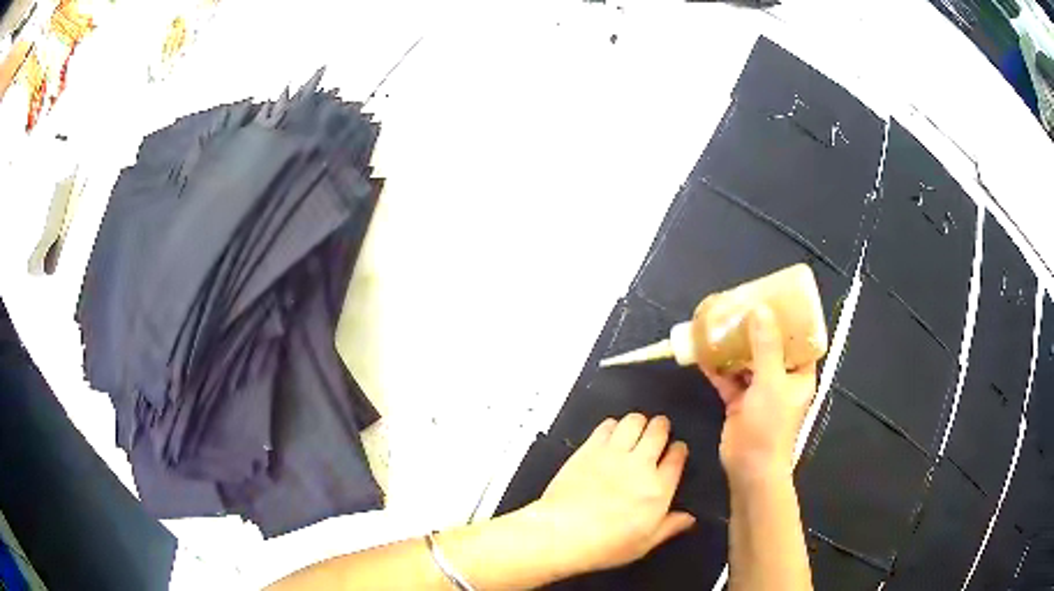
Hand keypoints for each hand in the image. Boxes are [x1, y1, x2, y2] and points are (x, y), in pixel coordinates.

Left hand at [527, 414, 695, 576]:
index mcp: (659, 489)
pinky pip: (607, 425)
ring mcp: (613, 454)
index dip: (679, 449)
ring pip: (634, 421)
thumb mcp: (644, 544)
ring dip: (639, 422)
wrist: (561, 534)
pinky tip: (611, 434)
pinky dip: (613, 425)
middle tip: (659, 431)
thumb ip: (669, 527)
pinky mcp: (589, 449)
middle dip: (662, 427)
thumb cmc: (604, 545)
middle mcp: (640, 465)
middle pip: (659, 430)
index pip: (677, 456)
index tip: (677, 451)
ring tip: (637, 429)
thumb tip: (689, 518)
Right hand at [702, 305, 816, 487]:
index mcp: (799, 374)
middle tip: (743, 305)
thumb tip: (761, 310)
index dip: (791, 320)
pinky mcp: (739, 402)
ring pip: (747, 361)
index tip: (777, 299)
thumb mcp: (771, 382)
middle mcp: (781, 379)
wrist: (750, 468)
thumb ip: (766, 346)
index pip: (801, 341)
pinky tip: (704, 352)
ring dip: (735, 346)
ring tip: (721, 322)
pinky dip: (718, 367)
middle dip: (757, 328)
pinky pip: (728, 378)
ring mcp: (759, 391)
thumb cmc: (770, 425)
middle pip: (770, 346)